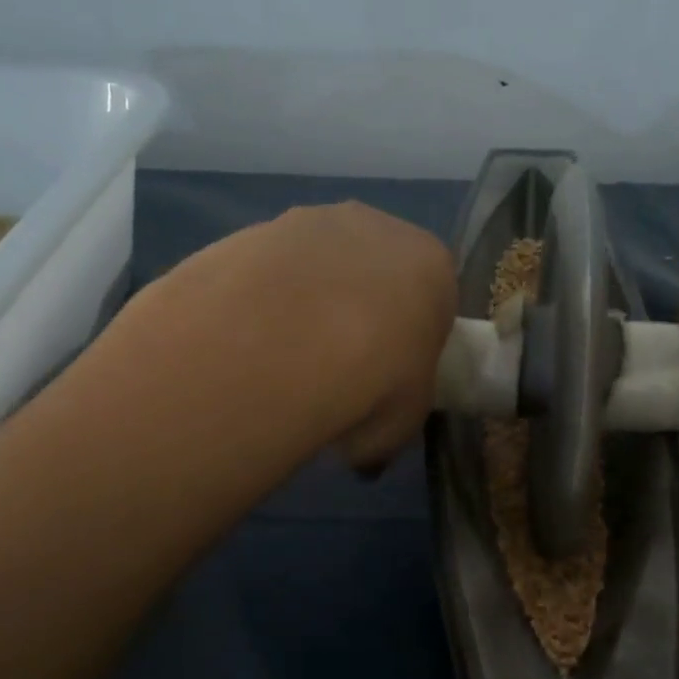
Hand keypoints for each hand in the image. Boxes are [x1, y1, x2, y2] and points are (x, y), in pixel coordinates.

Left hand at [121, 202, 456, 469]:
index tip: (391, 375)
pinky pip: (267, 271)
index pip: (433, 298)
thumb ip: (388, 430)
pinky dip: (261, 300)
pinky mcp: (253, 229)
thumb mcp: (400, 427)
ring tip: (281, 361)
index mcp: (432, 265)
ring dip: (305, 301)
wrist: (282, 343)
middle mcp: (377, 227)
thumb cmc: (373, 382)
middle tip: (336, 367)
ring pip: (316, 265)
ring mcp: (311, 221)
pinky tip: (246, 343)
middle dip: (359, 310)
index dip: (411, 338)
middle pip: (373, 270)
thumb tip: (364, 458)